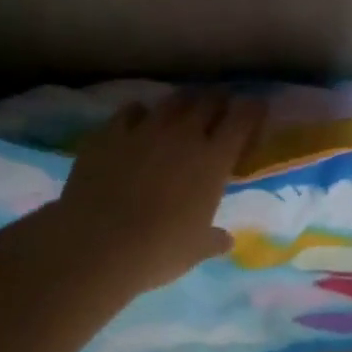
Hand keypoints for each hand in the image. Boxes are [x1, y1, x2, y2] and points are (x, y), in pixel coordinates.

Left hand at [52, 91, 264, 292]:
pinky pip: (131, 111)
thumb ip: (213, 240)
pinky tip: (137, 125)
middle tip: (218, 112)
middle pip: (208, 101)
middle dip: (218, 103)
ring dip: (182, 104)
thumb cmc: (158, 250)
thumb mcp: (195, 250)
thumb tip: (226, 240)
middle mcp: (183, 134)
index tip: (255, 110)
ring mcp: (144, 129)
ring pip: (172, 101)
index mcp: (213, 159)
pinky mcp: (109, 133)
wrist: (97, 244)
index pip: (243, 118)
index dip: (252, 109)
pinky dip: (140, 114)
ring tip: (181, 114)